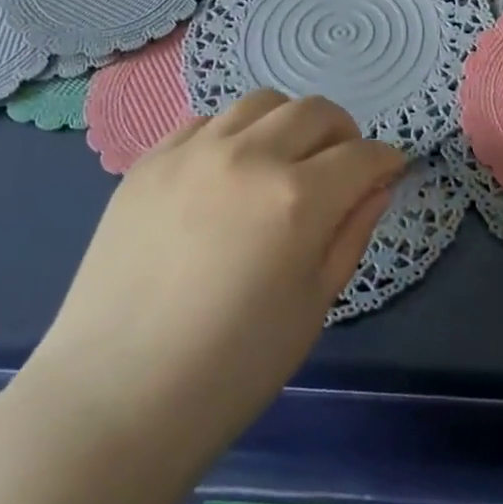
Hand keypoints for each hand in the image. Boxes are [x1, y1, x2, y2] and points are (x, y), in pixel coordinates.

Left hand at [19, 91, 404, 461]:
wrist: (113, 400)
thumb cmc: (231, 370)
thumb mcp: (313, 306)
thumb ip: (351, 234)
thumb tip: (376, 187)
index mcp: (297, 199)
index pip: (362, 155)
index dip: (385, 160)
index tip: (390, 170)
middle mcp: (249, 156)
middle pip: (315, 110)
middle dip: (342, 133)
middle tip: (341, 166)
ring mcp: (193, 152)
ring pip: (261, 103)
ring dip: (287, 124)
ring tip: (282, 162)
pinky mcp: (150, 161)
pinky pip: (205, 122)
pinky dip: (232, 135)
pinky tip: (226, 173)